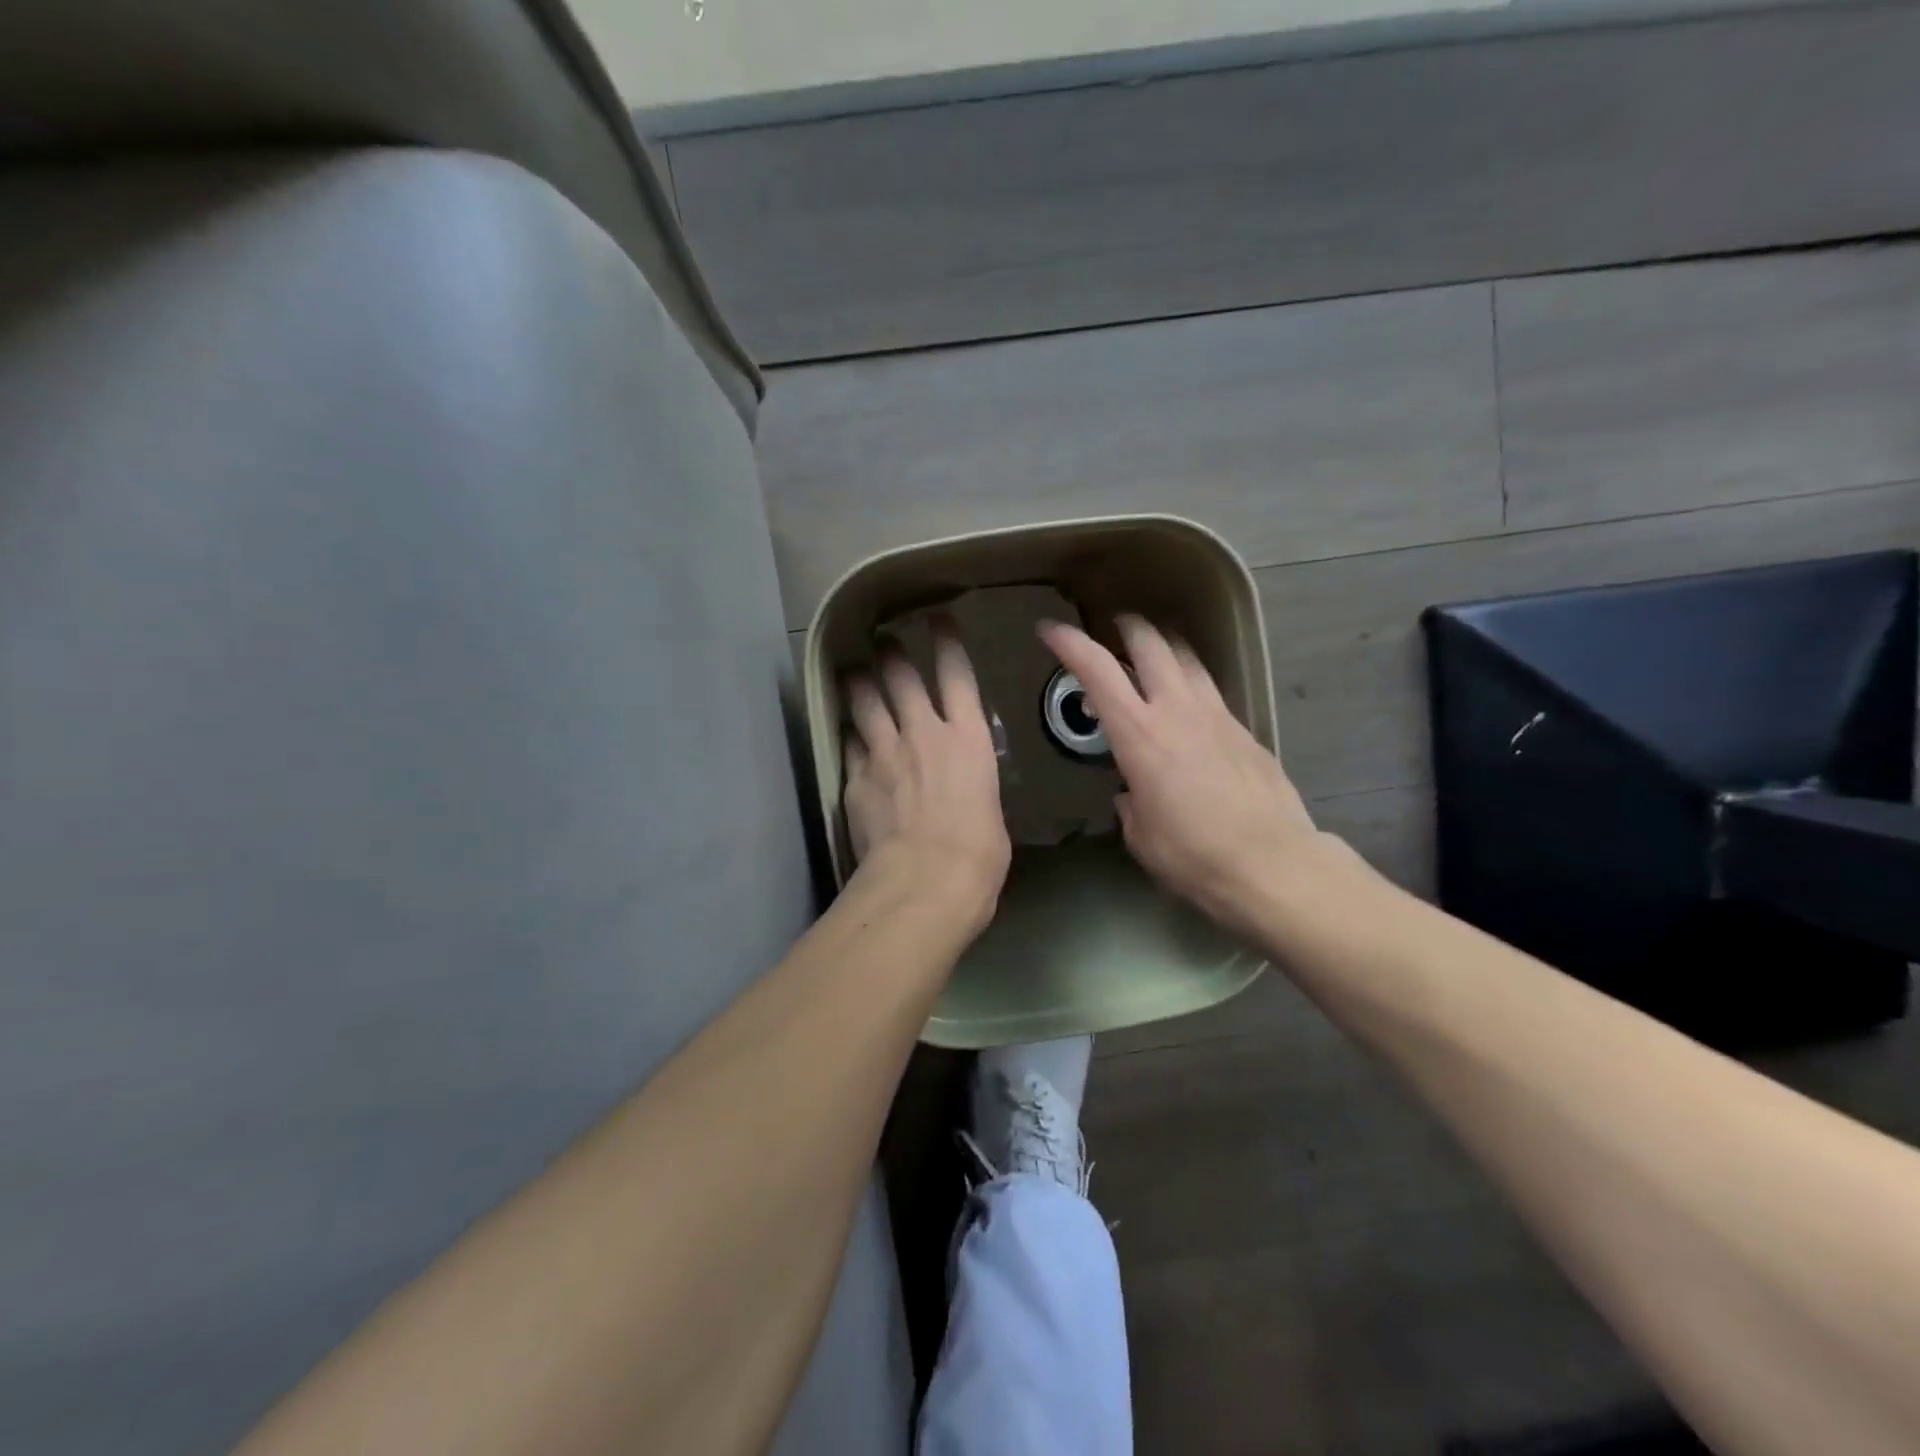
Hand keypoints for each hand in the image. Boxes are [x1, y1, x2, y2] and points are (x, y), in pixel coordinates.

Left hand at [842, 624, 1010, 933]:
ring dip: (859, 683)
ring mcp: (884, 753)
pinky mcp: (856, 778)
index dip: (947, 641)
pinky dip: (850, 735)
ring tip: (853, 672)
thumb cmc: (979, 854)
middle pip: (902, 677)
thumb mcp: (991, 809)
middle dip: (892, 653)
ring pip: (865, 702)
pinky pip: (850, 745)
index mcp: (969, 739)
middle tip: (884, 640)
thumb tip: (966, 785)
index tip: (938, 620)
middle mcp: (923, 733)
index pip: (957, 675)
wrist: (926, 882)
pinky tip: (847, 733)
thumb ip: (974, 783)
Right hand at [1038, 614, 1326, 934]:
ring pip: (1187, 657)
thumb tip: (1132, 794)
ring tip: (1153, 652)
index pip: (1097, 671)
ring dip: (1164, 645)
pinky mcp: (1244, 729)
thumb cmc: (1192, 855)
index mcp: (1138, 735)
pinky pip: (1210, 689)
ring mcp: (1216, 715)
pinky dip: (1191, 682)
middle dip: (1126, 627)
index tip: (1049, 629)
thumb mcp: (1141, 836)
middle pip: (1150, 643)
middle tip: (1113, 628)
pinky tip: (1188, 706)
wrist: (1272, 864)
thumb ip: (1130, 805)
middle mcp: (1176, 710)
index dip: (1069, 643)